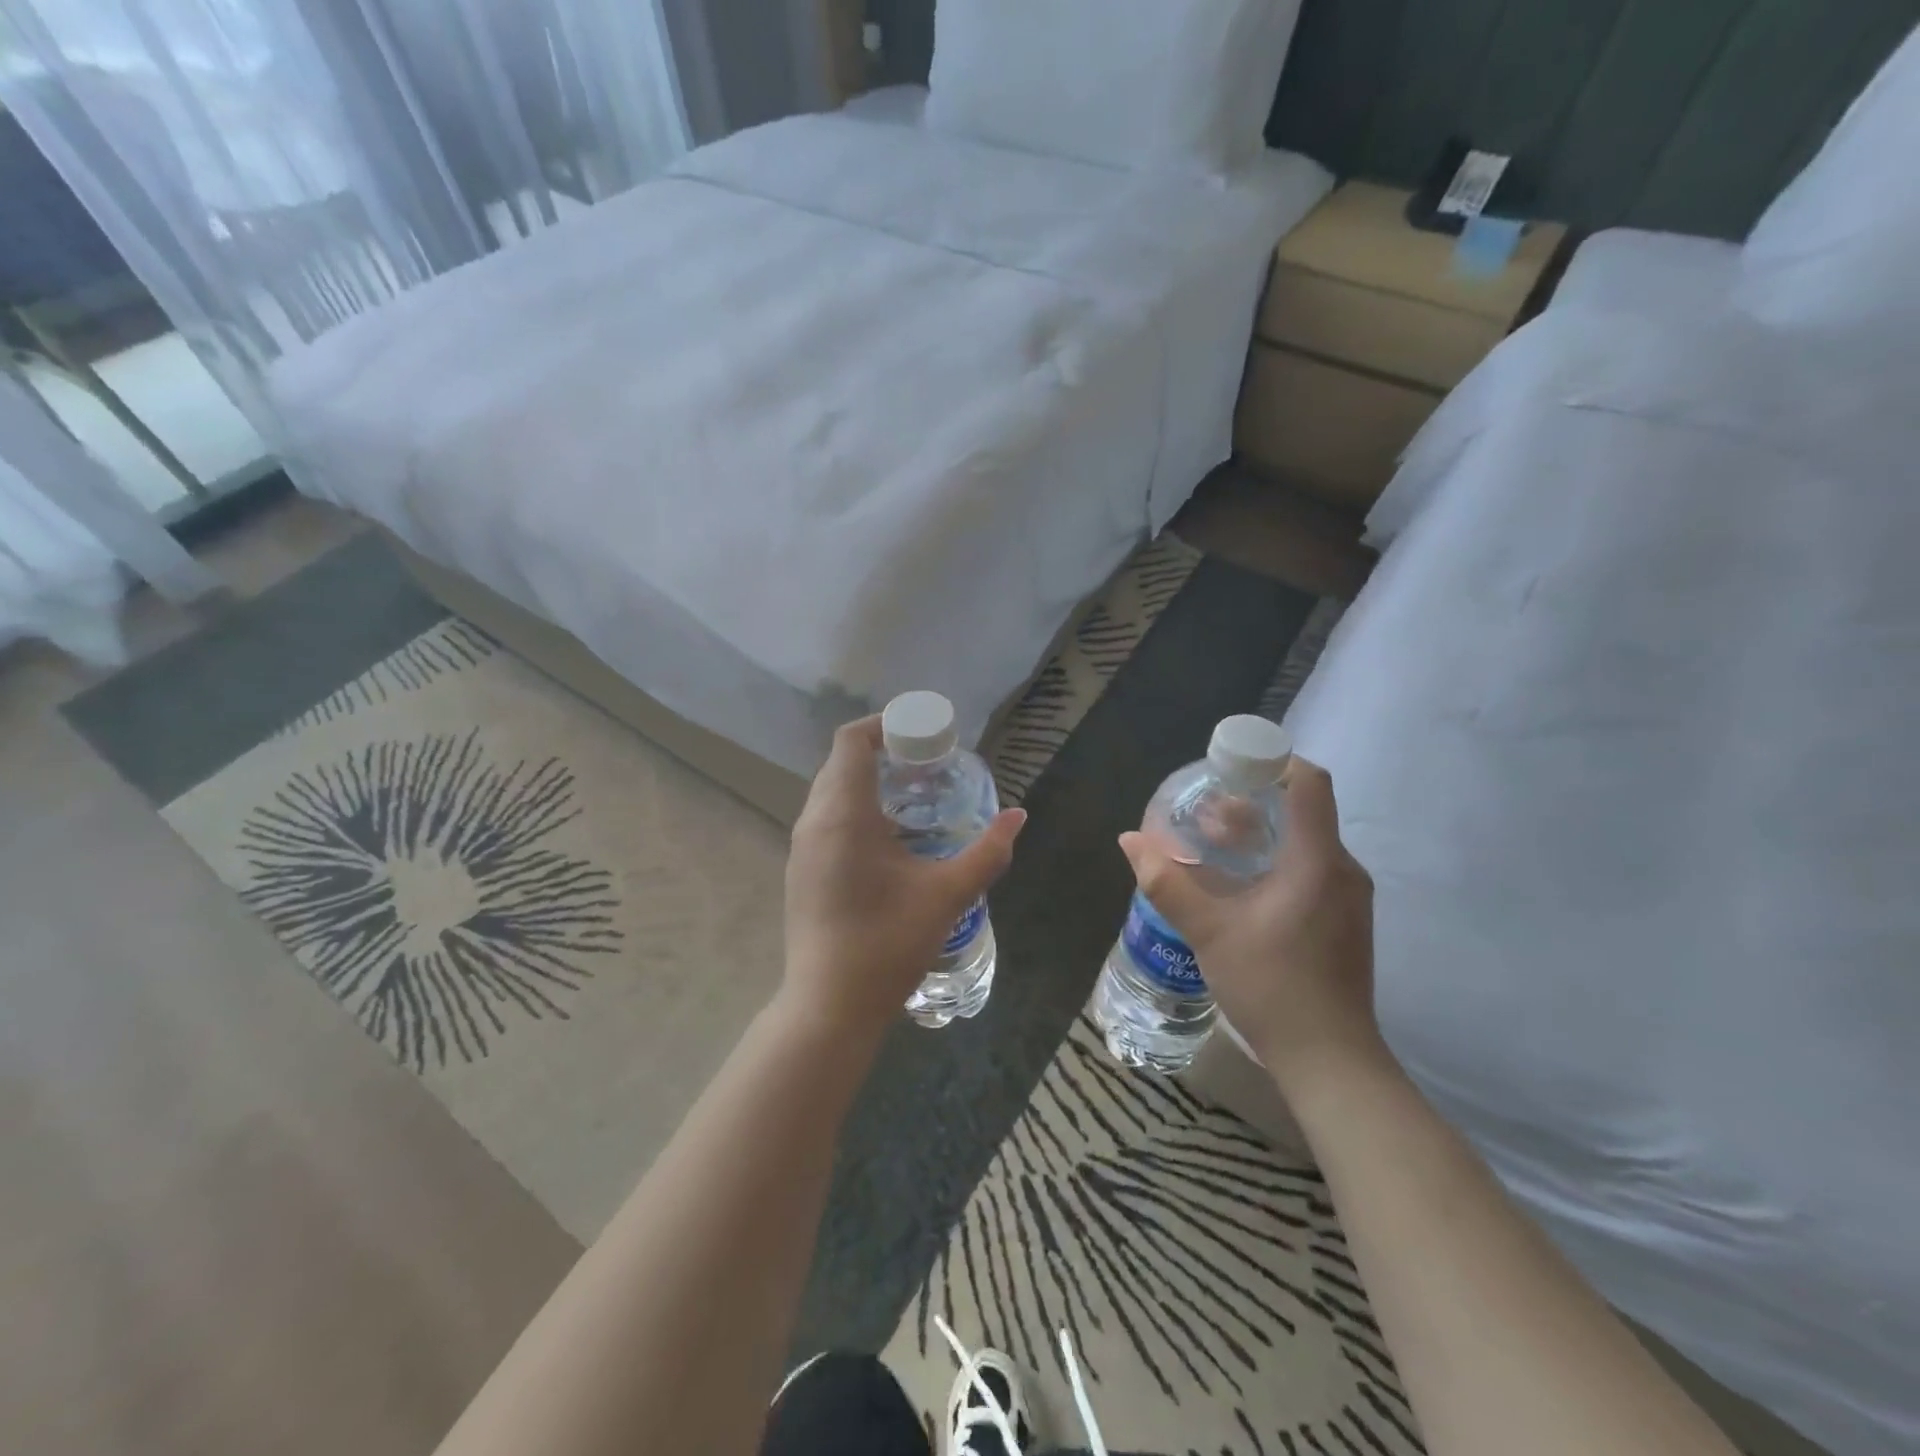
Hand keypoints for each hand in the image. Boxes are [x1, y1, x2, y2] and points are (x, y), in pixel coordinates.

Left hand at [782, 716, 1025, 1041]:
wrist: (829, 1006)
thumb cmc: (887, 944)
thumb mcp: (946, 895)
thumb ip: (987, 852)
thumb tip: (1018, 817)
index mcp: (843, 814)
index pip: (852, 741)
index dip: (885, 725)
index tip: (923, 733)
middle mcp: (814, 821)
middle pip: (841, 762)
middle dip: (883, 751)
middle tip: (928, 763)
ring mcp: (802, 847)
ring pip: (831, 791)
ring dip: (868, 781)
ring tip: (914, 795)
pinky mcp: (800, 869)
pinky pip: (826, 817)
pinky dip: (855, 807)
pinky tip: (889, 837)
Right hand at [1119, 757, 1380, 1094]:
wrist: (1330, 1060)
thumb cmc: (1272, 987)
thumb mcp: (1209, 932)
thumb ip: (1167, 882)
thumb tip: (1130, 840)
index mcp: (1317, 860)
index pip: (1309, 782)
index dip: (1272, 761)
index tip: (1228, 766)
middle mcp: (1341, 869)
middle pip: (1301, 810)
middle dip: (1250, 802)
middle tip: (1203, 813)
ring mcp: (1347, 896)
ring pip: (1303, 841)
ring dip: (1258, 834)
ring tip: (1211, 845)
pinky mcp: (1342, 918)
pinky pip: (1308, 868)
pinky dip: (1272, 860)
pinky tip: (1237, 885)